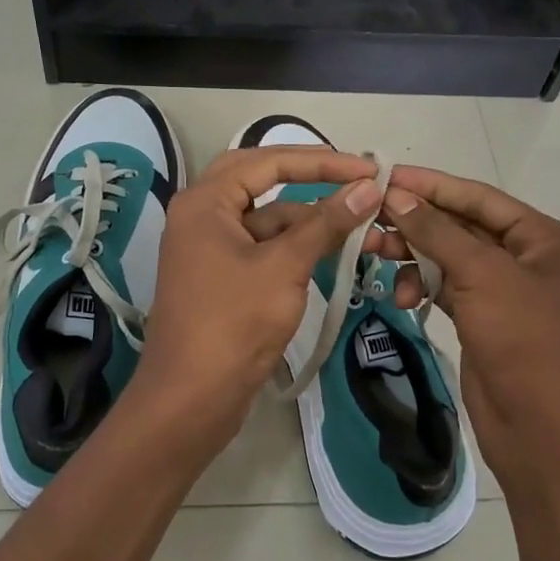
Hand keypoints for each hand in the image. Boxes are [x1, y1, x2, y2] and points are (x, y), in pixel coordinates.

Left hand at [130, 146, 385, 462]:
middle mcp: (202, 215)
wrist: (191, 398)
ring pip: (266, 219)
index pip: (268, 161)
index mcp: (205, 201)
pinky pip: (262, 247)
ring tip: (360, 227)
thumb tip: (368, 187)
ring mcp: (210, 248)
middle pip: (262, 182)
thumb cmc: (234, 323)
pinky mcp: (222, 277)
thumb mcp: (285, 267)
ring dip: (308, 221)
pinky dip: (295, 248)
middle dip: (309, 180)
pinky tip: (331, 253)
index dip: (321, 161)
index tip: (367, 169)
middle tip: (354, 181)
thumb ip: (326, 223)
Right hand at [380, 168, 559, 494]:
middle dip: (416, 223)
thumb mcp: (483, 276)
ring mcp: (505, 292)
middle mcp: (528, 259)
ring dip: (413, 255)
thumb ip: (437, 231)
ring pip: (449, 257)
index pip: (479, 197)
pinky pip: (446, 288)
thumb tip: (397, 195)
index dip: (432, 185)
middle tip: (368, 219)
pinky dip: (422, 286)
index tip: (385, 176)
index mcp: (545, 239)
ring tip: (374, 254)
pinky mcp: (483, 320)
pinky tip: (401, 296)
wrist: (544, 433)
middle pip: (462, 226)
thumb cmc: (525, 342)